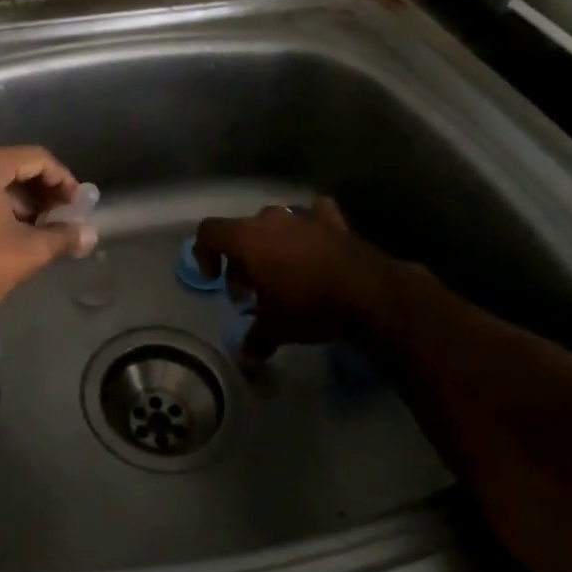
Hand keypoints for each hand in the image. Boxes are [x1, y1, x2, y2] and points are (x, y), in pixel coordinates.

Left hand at [0, 143, 95, 331]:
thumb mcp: (29, 250)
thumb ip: (63, 236)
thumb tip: (90, 235)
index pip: (36, 158)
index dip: (63, 180)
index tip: (79, 205)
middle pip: (15, 166)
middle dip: (44, 191)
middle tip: (64, 216)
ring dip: (24, 203)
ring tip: (44, 230)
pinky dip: (1, 209)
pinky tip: (16, 236)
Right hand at [193, 197, 398, 360]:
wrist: (368, 293)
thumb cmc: (308, 305)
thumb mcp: (276, 327)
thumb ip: (256, 337)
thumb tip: (245, 356)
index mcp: (247, 238)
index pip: (210, 231)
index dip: (204, 253)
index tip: (213, 279)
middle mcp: (271, 220)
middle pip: (242, 232)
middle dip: (241, 261)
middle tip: (250, 292)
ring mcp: (304, 217)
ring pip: (275, 224)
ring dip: (271, 246)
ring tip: (281, 274)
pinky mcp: (333, 223)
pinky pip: (314, 215)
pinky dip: (310, 228)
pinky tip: (314, 241)